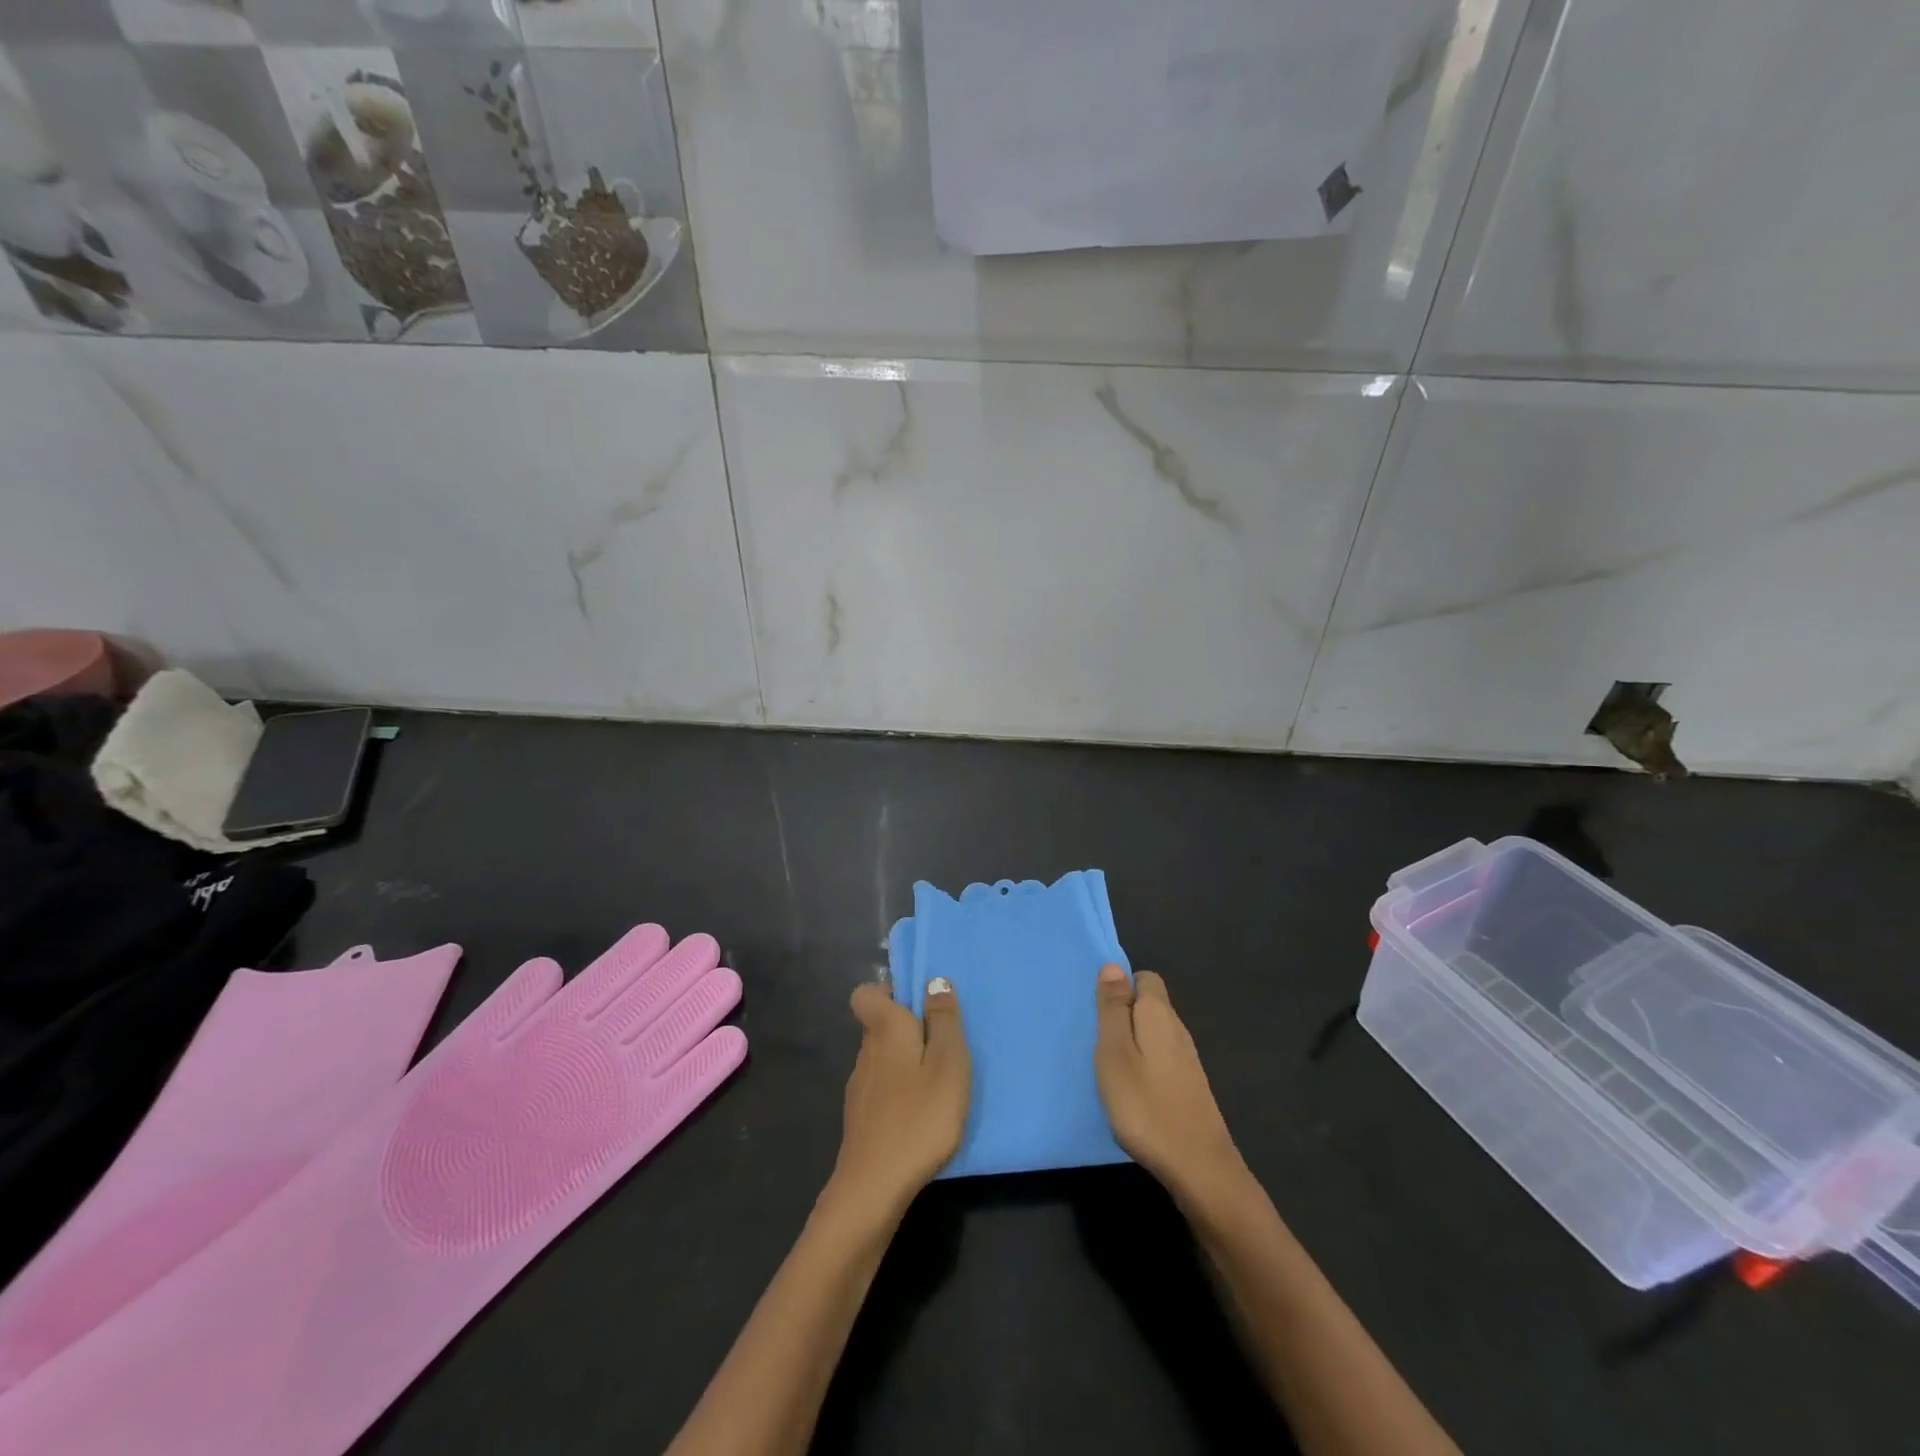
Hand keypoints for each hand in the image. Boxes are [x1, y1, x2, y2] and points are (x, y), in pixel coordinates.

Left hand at [825, 978, 969, 1223]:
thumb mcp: (948, 1063)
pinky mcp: (861, 1118)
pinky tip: (920, 1115)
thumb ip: (943, 1020)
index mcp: (884, 1029)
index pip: (866, 994)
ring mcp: (859, 1087)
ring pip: (882, 1058)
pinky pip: (882, 1088)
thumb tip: (934, 981)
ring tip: (938, 1084)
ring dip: (906, 1062)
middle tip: (944, 1048)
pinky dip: (900, 1092)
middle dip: (908, 1029)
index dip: (888, 993)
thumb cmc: (920, 1116)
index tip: (919, 1007)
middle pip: (879, 1025)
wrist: (875, 1187)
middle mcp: (865, 1051)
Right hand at [1095, 965, 1247, 1207]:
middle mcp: (1178, 1029)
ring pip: (1155, 1033)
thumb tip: (1113, 965)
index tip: (1098, 1012)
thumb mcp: (1115, 1053)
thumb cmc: (1145, 1105)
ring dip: (1132, 1042)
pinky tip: (1132, 1089)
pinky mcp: (1190, 1086)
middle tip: (1097, 1041)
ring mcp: (1187, 1060)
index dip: (1121, 987)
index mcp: (1159, 1014)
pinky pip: (1161, 1058)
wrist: (1198, 1168)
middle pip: (1150, 1005)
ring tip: (1109, 1066)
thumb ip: (1112, 1008)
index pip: (1145, 978)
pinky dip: (1144, 1064)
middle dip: (1124, 1014)